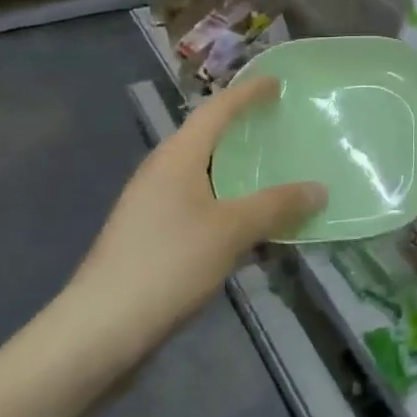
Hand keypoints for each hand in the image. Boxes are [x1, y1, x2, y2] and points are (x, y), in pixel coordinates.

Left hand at [63, 77, 324, 368]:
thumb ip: (277, 205)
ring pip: (205, 175)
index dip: (248, 92)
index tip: (277, 83)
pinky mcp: (152, 238)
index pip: (217, 109)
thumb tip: (319, 188)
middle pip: (208, 138)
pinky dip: (229, 203)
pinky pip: (200, 205)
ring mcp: (153, 207)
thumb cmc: (166, 264)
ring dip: (238, 171)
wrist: (96, 333)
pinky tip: (250, 226)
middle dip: (244, 129)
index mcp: (177, 157)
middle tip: (282, 126)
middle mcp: (162, 172)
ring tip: (275, 172)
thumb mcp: (231, 231)